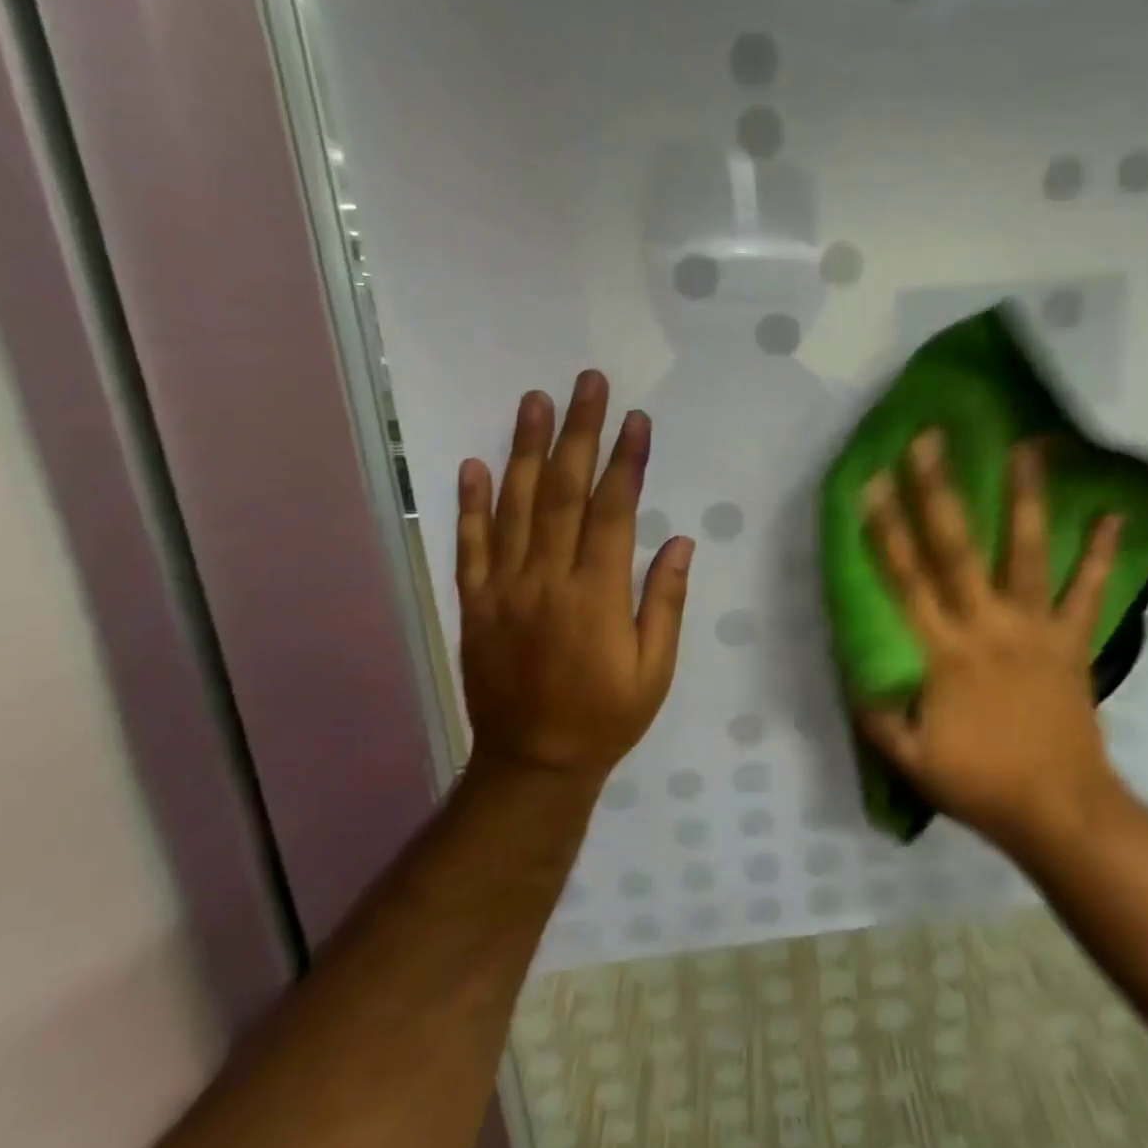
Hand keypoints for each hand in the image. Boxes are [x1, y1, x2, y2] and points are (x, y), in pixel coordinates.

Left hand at [456, 371, 692, 785]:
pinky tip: (475, 464)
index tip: (636, 420)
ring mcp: (503, 589)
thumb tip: (678, 541)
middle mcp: (546, 580)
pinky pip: (469, 546)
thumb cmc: (607, 717)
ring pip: (513, 506)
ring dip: (524, 450)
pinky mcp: (474, 603)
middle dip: (578, 433)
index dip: (626, 462)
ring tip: (534, 401)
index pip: (612, 512)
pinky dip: (470, 504)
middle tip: (586, 384)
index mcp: (596, 596)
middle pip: (561, 493)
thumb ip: (664, 602)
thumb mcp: (655, 670)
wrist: (532, 763)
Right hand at [856, 430, 1129, 856]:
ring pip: (1026, 553)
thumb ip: (879, 715)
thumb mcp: (911, 760)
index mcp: (943, 652)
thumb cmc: (981, 783)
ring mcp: (1035, 629)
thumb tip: (858, 676)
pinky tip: (1114, 513)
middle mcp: (986, 625)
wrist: (1059, 810)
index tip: (872, 483)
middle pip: (956, 549)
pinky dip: (1102, 553)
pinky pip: (1089, 591)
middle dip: (938, 492)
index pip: (905, 580)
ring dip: (1025, 498)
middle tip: (930, 440)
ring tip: (1026, 446)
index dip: (885, 530)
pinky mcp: (1073, 641)